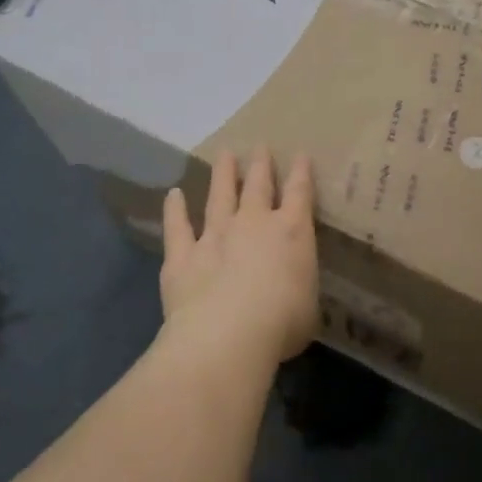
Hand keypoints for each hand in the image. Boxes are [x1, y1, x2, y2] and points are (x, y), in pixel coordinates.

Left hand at [161, 147, 319, 367]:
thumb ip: (298, 286)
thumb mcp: (308, 304)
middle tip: (260, 145)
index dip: (301, 172)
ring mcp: (215, 236)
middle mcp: (253, 224)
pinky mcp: (182, 256)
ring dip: (222, 174)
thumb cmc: (282, 322)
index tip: (300, 154)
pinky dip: (175, 210)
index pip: (299, 193)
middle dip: (261, 164)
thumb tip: (293, 288)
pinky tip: (173, 195)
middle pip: (258, 185)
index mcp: (292, 232)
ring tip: (224, 155)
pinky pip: (178, 227)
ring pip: (219, 196)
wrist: (228, 336)